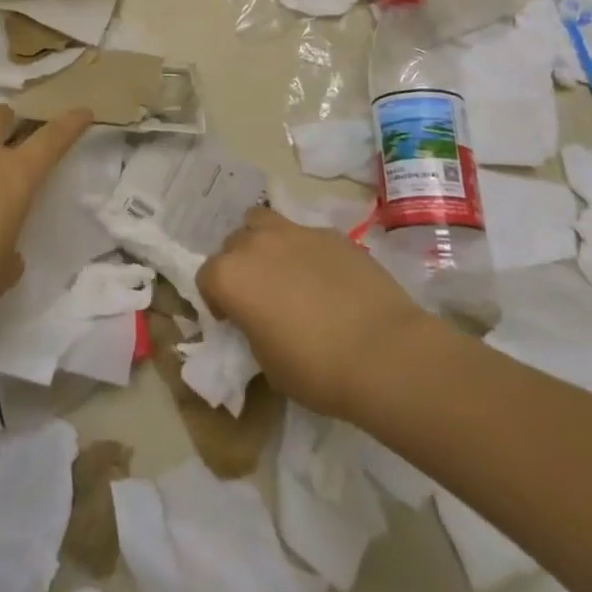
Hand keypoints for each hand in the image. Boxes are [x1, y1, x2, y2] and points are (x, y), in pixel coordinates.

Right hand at [198, 209, 437, 421]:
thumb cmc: (317, 369)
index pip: (206, 278)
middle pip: (233, 244)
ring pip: (263, 222)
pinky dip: (306, 251)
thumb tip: (261, 321)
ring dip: (264, 242)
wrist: (385, 353)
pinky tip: (327, 279)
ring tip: (284, 270)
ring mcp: (295, 232)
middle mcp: (255, 244)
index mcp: (230, 276)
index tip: (234, 320)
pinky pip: (306, 235)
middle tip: (260, 295)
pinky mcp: (331, 234)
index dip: (217, 300)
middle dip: (240, 265)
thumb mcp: (268, 362)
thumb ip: (253, 330)